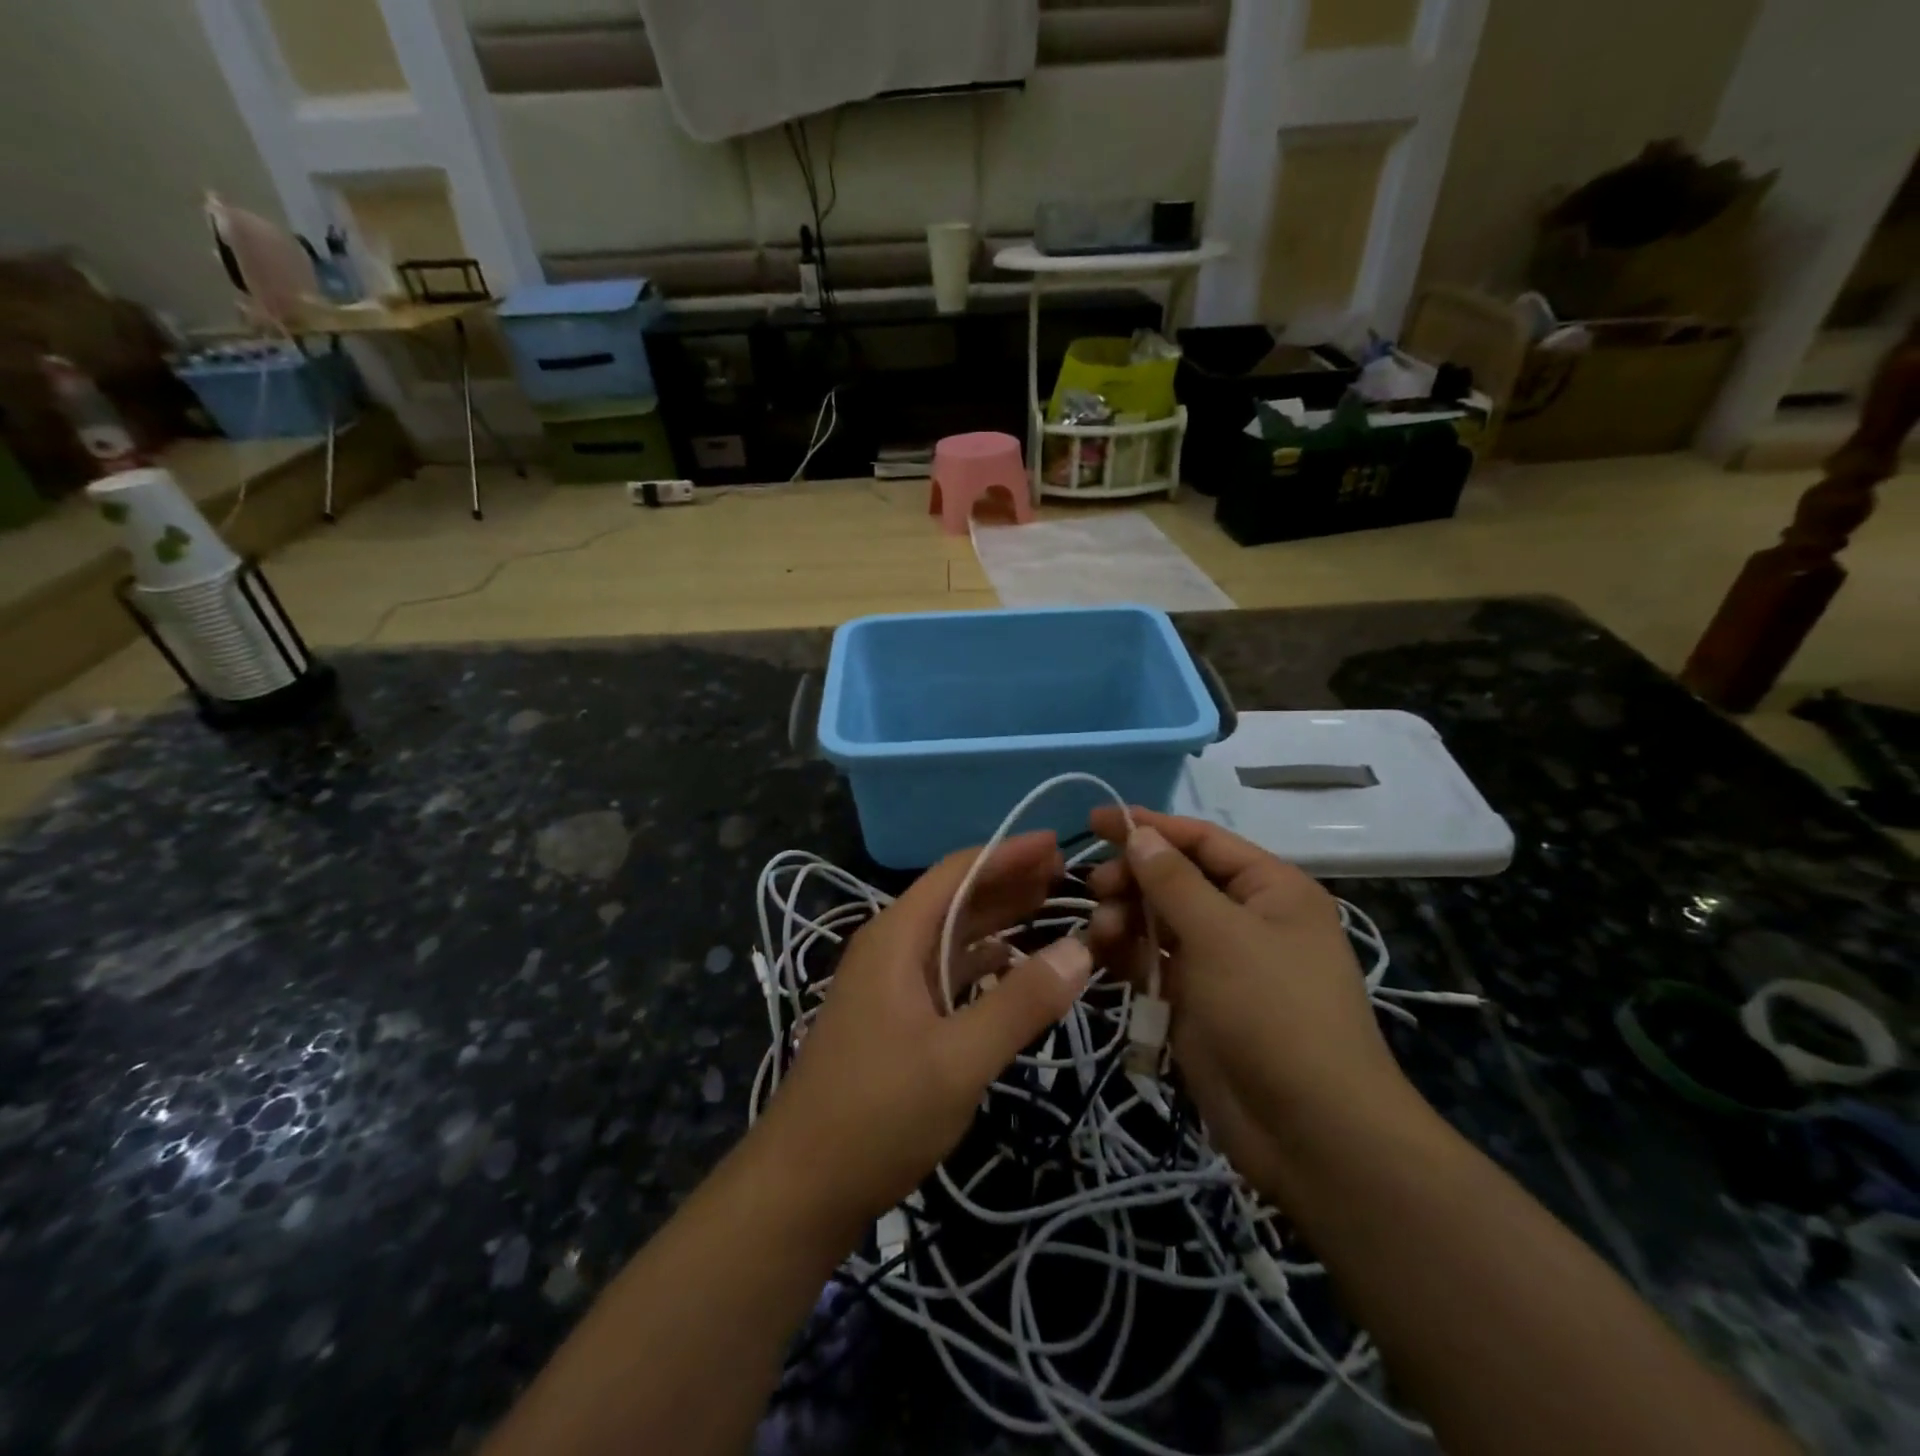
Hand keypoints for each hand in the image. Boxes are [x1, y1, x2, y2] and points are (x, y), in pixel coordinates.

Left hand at [755, 831, 1092, 1226]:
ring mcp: (889, 984)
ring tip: (1051, 910)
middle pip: (956, 898)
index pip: (957, 872)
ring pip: (952, 936)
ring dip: (998, 920)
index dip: (1007, 853)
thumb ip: (1020, 1002)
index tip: (1058, 844)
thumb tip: (1080, 948)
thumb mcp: (959, 1060)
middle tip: (1068, 877)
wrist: (802, 1187)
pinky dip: (983, 962)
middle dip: (1008, 882)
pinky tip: (1013, 967)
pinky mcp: (895, 1018)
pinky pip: (946, 972)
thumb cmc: (877, 1114)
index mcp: (897, 937)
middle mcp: (891, 948)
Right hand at [1085, 809, 1414, 1194]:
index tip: (1097, 821)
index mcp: (1270, 889)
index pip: (1203, 841)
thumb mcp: (1221, 935)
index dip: (1151, 826)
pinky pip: (1154, 963)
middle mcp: (1246, 918)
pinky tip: (1100, 956)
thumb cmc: (1273, 1012)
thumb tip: (1139, 834)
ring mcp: (1221, 963)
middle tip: (1096, 889)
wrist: (1310, 1131)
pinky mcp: (1197, 1002)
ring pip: (1159, 922)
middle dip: (1133, 879)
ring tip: (1101, 933)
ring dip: (1125, 919)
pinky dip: (1127, 955)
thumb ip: (1172, 881)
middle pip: (1176, 880)